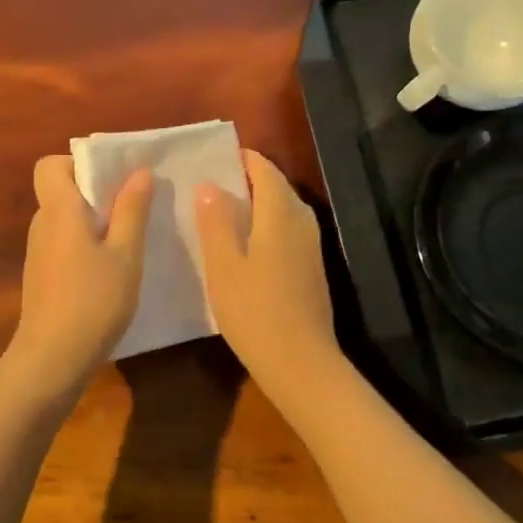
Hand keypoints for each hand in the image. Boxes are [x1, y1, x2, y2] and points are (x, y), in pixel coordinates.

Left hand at [10, 156, 153, 385]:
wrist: (52, 360)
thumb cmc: (93, 301)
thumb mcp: (125, 254)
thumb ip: (132, 210)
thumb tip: (139, 171)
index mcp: (59, 210)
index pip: (49, 165)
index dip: (78, 163)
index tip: (110, 178)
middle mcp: (42, 225)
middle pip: (62, 191)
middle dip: (96, 193)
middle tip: (134, 207)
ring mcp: (39, 253)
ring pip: (66, 220)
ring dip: (95, 222)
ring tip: (130, 240)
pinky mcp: (42, 276)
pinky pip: (65, 244)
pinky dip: (87, 246)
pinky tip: (112, 271)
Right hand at [195, 150, 338, 385]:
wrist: (301, 364)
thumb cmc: (255, 311)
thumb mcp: (224, 266)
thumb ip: (215, 222)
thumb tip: (210, 185)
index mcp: (280, 214)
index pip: (264, 170)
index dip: (242, 160)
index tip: (215, 159)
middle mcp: (302, 222)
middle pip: (277, 187)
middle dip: (248, 180)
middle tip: (212, 185)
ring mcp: (311, 246)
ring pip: (284, 210)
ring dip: (258, 204)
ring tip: (224, 212)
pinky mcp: (312, 269)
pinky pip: (288, 231)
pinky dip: (267, 225)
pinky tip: (246, 245)